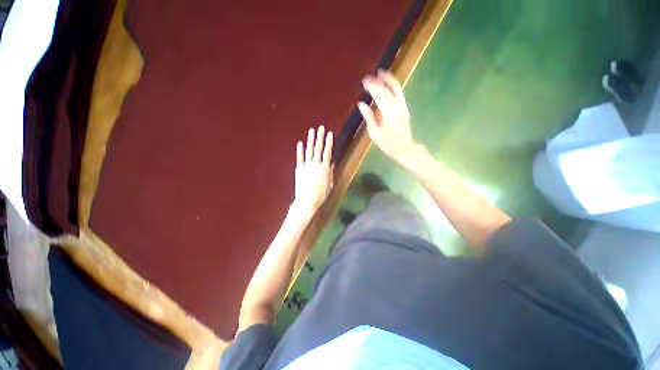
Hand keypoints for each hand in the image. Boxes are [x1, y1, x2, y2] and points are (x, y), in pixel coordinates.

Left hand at [293, 126, 333, 211]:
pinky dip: (300, 151)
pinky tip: (300, 143)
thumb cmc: (320, 195)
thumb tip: (331, 163)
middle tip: (321, 128)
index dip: (329, 142)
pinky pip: (299, 158)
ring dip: (310, 140)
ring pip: (309, 151)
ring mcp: (306, 166)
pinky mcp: (299, 169)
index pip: (327, 152)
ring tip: (311, 131)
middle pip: (318, 148)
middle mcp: (315, 165)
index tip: (330, 134)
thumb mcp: (329, 185)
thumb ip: (330, 173)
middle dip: (320, 137)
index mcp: (324, 169)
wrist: (306, 201)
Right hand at [358, 70, 417, 162]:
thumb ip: (368, 116)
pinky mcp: (404, 108)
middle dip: (377, 82)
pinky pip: (399, 93)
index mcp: (388, 112)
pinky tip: (388, 84)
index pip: (379, 94)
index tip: (364, 81)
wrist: (404, 148)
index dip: (371, 86)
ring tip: (381, 73)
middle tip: (368, 77)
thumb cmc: (387, 143)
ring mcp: (402, 106)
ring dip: (388, 79)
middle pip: (387, 89)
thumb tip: (361, 104)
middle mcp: (397, 106)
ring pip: (396, 88)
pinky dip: (393, 86)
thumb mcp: (374, 132)